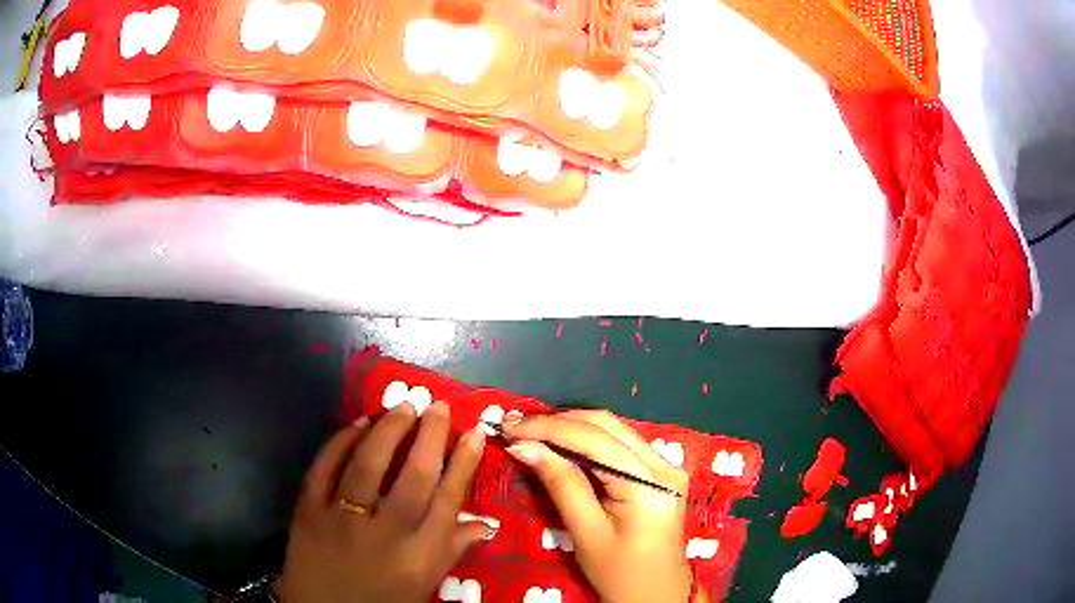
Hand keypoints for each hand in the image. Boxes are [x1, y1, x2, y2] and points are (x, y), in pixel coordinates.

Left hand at [275, 401, 492, 602]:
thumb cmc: (382, 601)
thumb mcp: (424, 584)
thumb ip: (452, 551)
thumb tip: (485, 522)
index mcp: (419, 555)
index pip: (449, 500)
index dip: (464, 462)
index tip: (474, 431)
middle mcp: (386, 533)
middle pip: (414, 476)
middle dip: (430, 435)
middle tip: (437, 405)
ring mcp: (342, 519)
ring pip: (368, 464)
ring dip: (387, 430)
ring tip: (402, 407)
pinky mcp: (309, 510)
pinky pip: (324, 468)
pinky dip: (340, 442)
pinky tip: (357, 424)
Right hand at [503, 410, 706, 602]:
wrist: (656, 594)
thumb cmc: (619, 573)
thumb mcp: (585, 532)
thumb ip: (560, 484)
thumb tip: (524, 446)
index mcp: (650, 484)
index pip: (595, 440)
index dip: (549, 429)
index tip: (509, 427)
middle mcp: (665, 465)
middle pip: (607, 425)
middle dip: (559, 422)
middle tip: (517, 428)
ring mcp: (667, 466)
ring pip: (614, 430)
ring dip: (572, 428)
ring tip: (532, 433)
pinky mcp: (662, 472)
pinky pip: (621, 445)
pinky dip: (589, 441)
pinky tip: (562, 445)